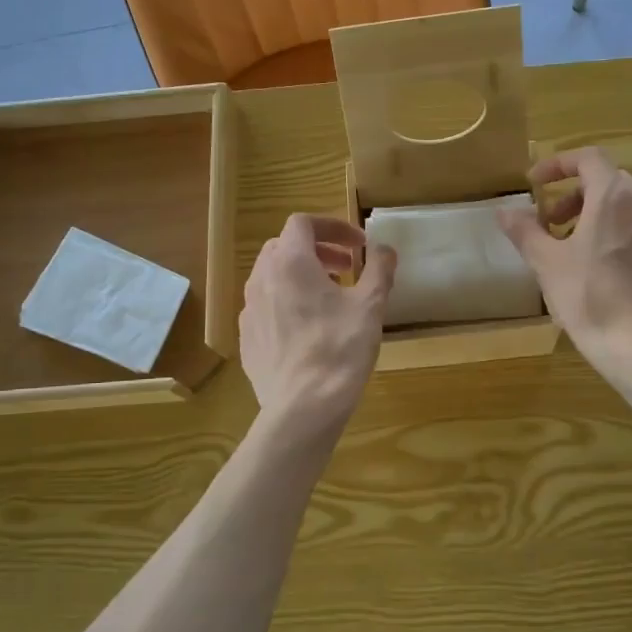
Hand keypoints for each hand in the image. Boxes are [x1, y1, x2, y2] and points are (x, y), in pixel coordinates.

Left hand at [240, 214, 395, 427]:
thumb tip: (384, 249)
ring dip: (302, 276)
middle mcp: (262, 279)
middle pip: (285, 246)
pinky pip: (266, 306)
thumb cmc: (340, 349)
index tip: (358, 245)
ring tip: (330, 298)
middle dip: (317, 250)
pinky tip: (309, 329)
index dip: (333, 227)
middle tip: (346, 269)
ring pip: (272, 276)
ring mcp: (249, 310)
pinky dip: (287, 302)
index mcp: (290, 263)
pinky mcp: (247, 338)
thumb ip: (378, 269)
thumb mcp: (370, 306)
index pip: (303, 223)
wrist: (303, 407)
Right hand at [498, 148, 631, 381]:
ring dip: (593, 216)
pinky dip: (614, 235)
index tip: (534, 184)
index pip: (588, 158)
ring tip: (570, 249)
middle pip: (607, 182)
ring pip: (624, 208)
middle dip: (573, 196)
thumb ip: (525, 231)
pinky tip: (598, 270)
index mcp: (613, 197)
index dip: (558, 165)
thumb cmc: (589, 297)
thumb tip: (504, 211)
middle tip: (549, 223)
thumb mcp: (547, 263)